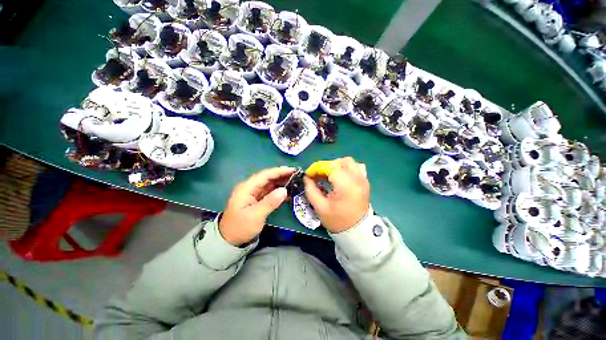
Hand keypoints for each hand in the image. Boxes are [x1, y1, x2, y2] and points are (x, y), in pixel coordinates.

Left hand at [219, 167, 294, 245]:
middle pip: (268, 178)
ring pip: (270, 184)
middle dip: (282, 175)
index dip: (279, 171)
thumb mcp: (255, 216)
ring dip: (281, 182)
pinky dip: (279, 191)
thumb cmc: (241, 228)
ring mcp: (254, 193)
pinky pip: (270, 192)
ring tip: (295, 182)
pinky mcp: (257, 199)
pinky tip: (288, 193)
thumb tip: (284, 190)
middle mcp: (250, 188)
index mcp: (247, 188)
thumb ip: (270, 202)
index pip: (265, 175)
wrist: (230, 241)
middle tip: (297, 175)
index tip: (292, 170)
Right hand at [304, 157, 369, 232]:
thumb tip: (306, 178)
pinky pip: (357, 167)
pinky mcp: (365, 181)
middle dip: (326, 166)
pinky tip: (341, 177)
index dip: (317, 168)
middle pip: (340, 162)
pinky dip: (347, 168)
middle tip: (318, 176)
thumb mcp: (320, 207)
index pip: (330, 167)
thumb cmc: (338, 221)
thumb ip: (311, 190)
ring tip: (329, 176)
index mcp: (346, 185)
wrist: (357, 231)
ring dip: (337, 165)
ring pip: (349, 162)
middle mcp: (357, 178)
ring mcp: (363, 179)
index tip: (309, 175)